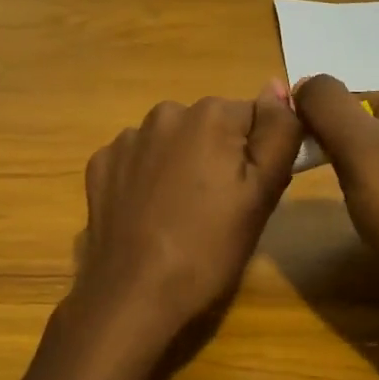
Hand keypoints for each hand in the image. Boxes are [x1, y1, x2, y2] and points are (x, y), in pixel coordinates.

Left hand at [72, 84, 303, 342]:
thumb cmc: (209, 248)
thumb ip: (278, 132)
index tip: (250, 194)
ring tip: (181, 215)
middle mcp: (165, 113)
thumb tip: (277, 86)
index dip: (258, 156)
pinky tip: (148, 214)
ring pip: (172, 142)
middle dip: (218, 157)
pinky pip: (138, 160)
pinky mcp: (100, 164)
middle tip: (219, 210)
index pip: (254, 118)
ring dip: (181, 165)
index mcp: (210, 115)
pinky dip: (146, 178)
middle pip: (210, 127)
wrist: (134, 293)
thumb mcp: (263, 193)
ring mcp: (127, 139)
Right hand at [294, 75, 378, 335]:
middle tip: (337, 180)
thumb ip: (324, 102)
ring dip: (354, 171)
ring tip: (358, 200)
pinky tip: (374, 213)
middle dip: (342, 148)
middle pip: (364, 124)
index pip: (353, 98)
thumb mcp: (355, 143)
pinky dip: (374, 191)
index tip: (317, 156)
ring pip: (374, 153)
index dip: (327, 125)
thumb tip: (302, 82)